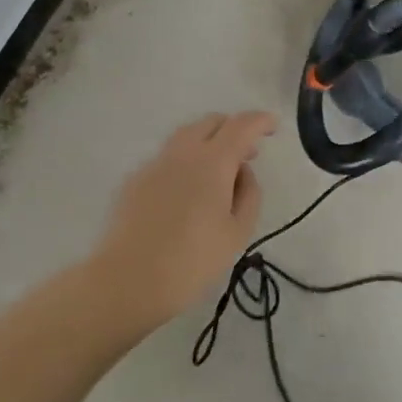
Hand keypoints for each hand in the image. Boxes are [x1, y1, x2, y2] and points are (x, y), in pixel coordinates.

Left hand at [88, 112, 275, 331]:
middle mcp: (183, 152)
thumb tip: (241, 171)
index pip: (241, 126)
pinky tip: (186, 192)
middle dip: (233, 129)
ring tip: (218, 170)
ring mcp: (155, 163)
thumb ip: (248, 194)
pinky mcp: (135, 180)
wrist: (128, 280)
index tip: (273, 125)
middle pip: (211, 122)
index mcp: (213, 161)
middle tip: (247, 153)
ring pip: (186, 136)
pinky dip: (185, 162)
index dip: (260, 121)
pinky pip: (167, 158)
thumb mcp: (238, 233)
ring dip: (208, 142)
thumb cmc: (192, 260)